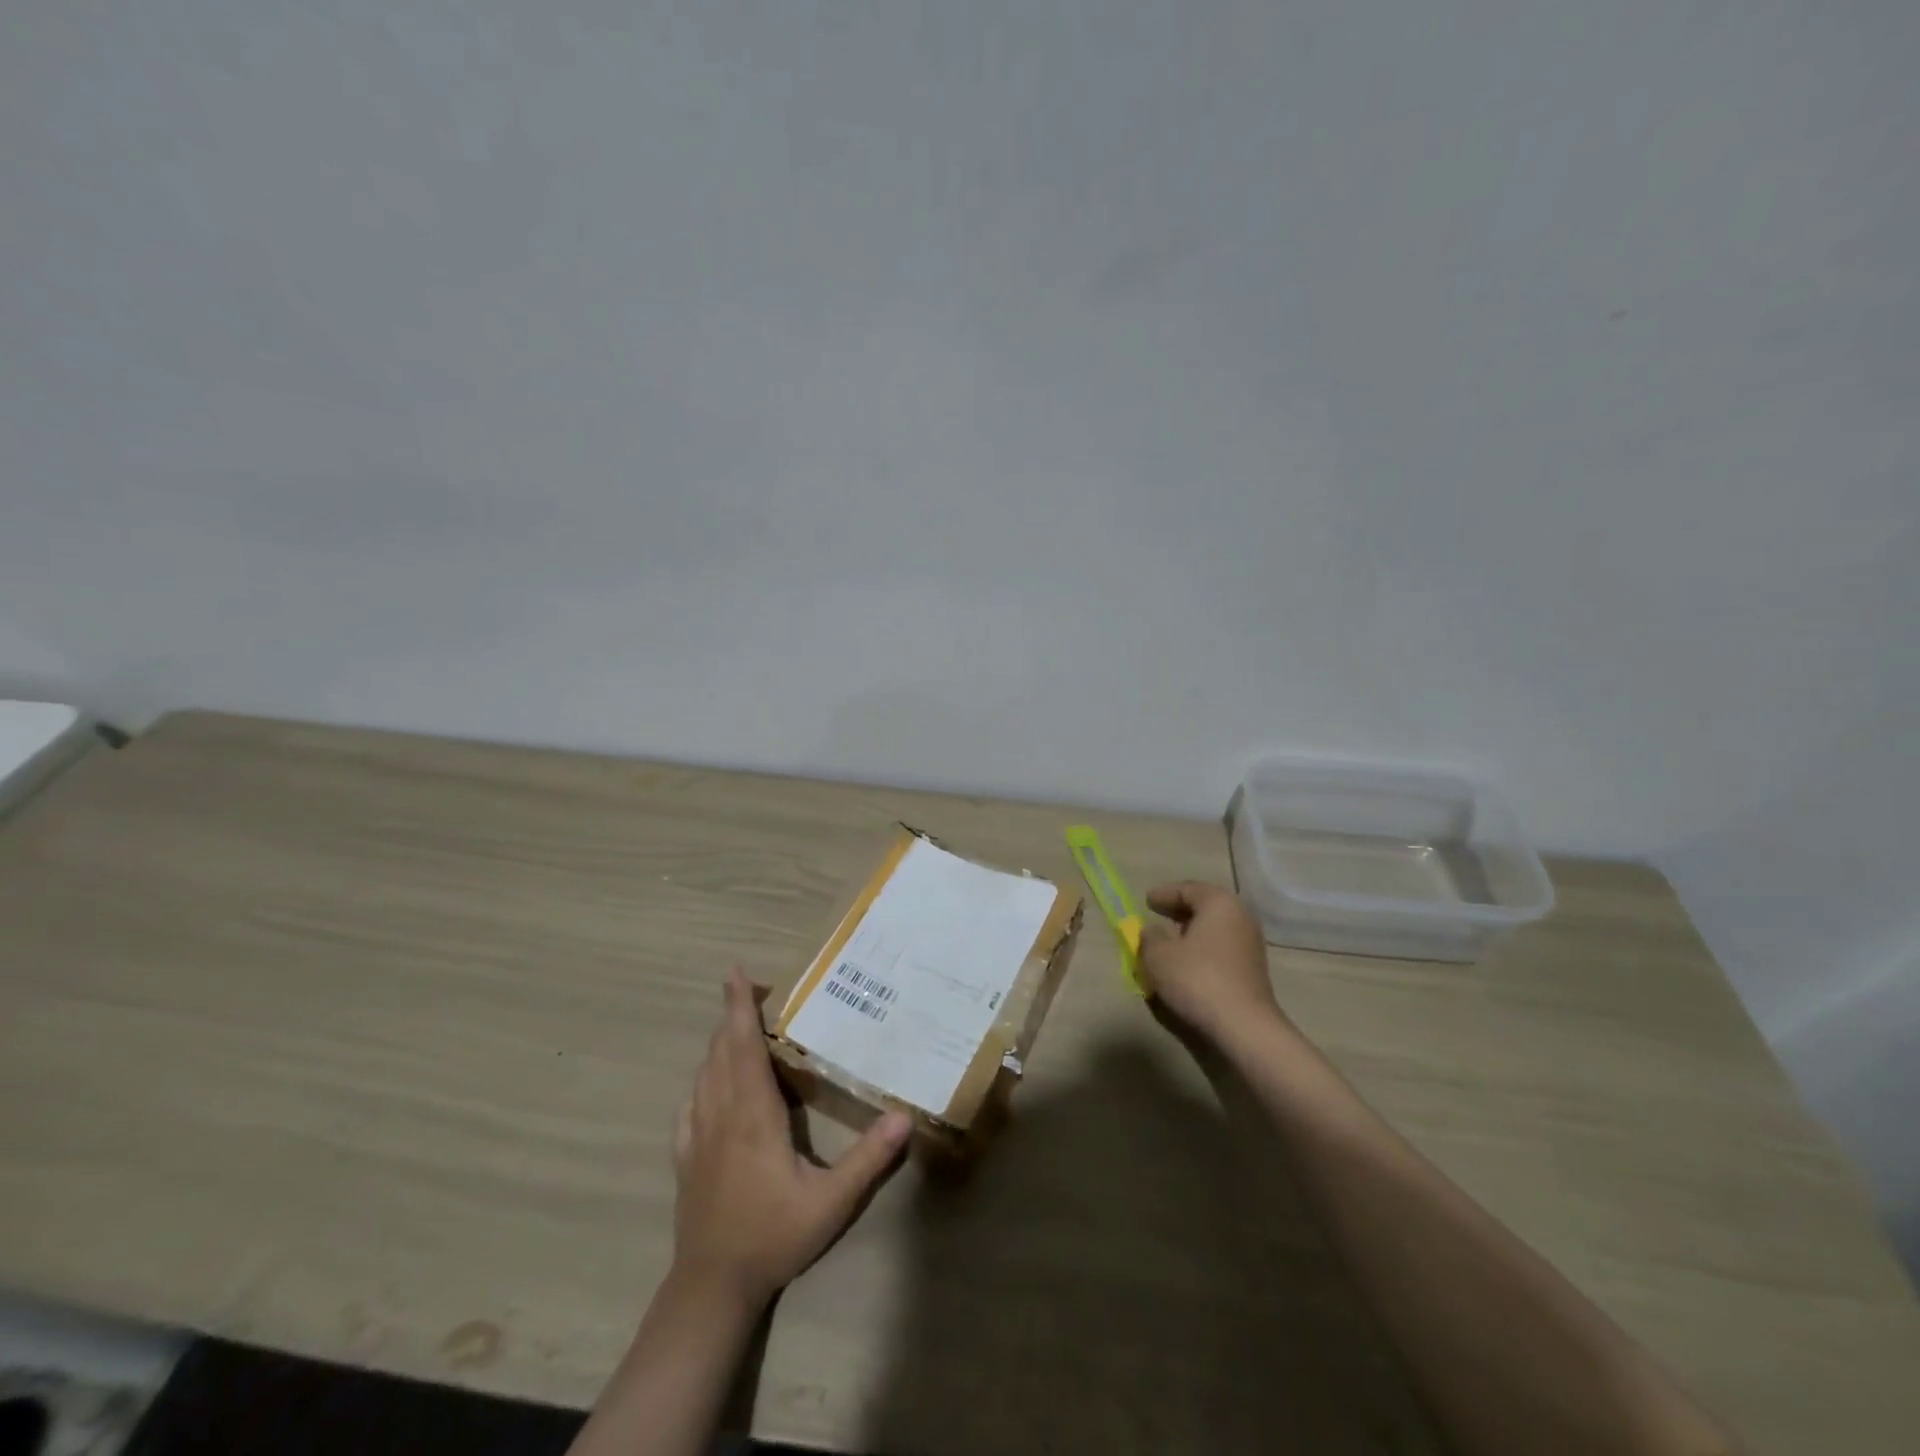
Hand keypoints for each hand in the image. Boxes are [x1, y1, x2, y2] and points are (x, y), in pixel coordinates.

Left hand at [672, 970, 910, 1307]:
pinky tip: (710, 1083)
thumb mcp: (831, 1202)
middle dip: (731, 1014)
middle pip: (721, 1051)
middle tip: (748, 989)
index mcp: (753, 1115)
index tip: (735, 972)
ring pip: (703, 1073)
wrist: (712, 1287)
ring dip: (718, 1043)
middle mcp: (720, 1114)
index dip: (738, 1007)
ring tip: (736, 1027)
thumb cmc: (773, 1237)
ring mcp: (696, 1135)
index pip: (744, 1047)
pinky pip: (690, 1103)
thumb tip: (904, 1116)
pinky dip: (702, 1079)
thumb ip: (869, 1159)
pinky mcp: (685, 1156)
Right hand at [1138, 881, 1284, 1041]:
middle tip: (1157, 916)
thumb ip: (1148, 938)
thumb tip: (1151, 932)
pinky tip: (1185, 965)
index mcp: (1219, 903)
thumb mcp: (1158, 955)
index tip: (1146, 900)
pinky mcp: (1252, 972)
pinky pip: (1220, 951)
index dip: (1164, 894)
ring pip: (1213, 931)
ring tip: (1167, 943)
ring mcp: (1250, 946)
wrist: (1243, 1027)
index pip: (1188, 889)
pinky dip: (1201, 952)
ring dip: (1190, 935)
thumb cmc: (1197, 979)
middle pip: (1205, 908)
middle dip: (1179, 912)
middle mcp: (1240, 918)